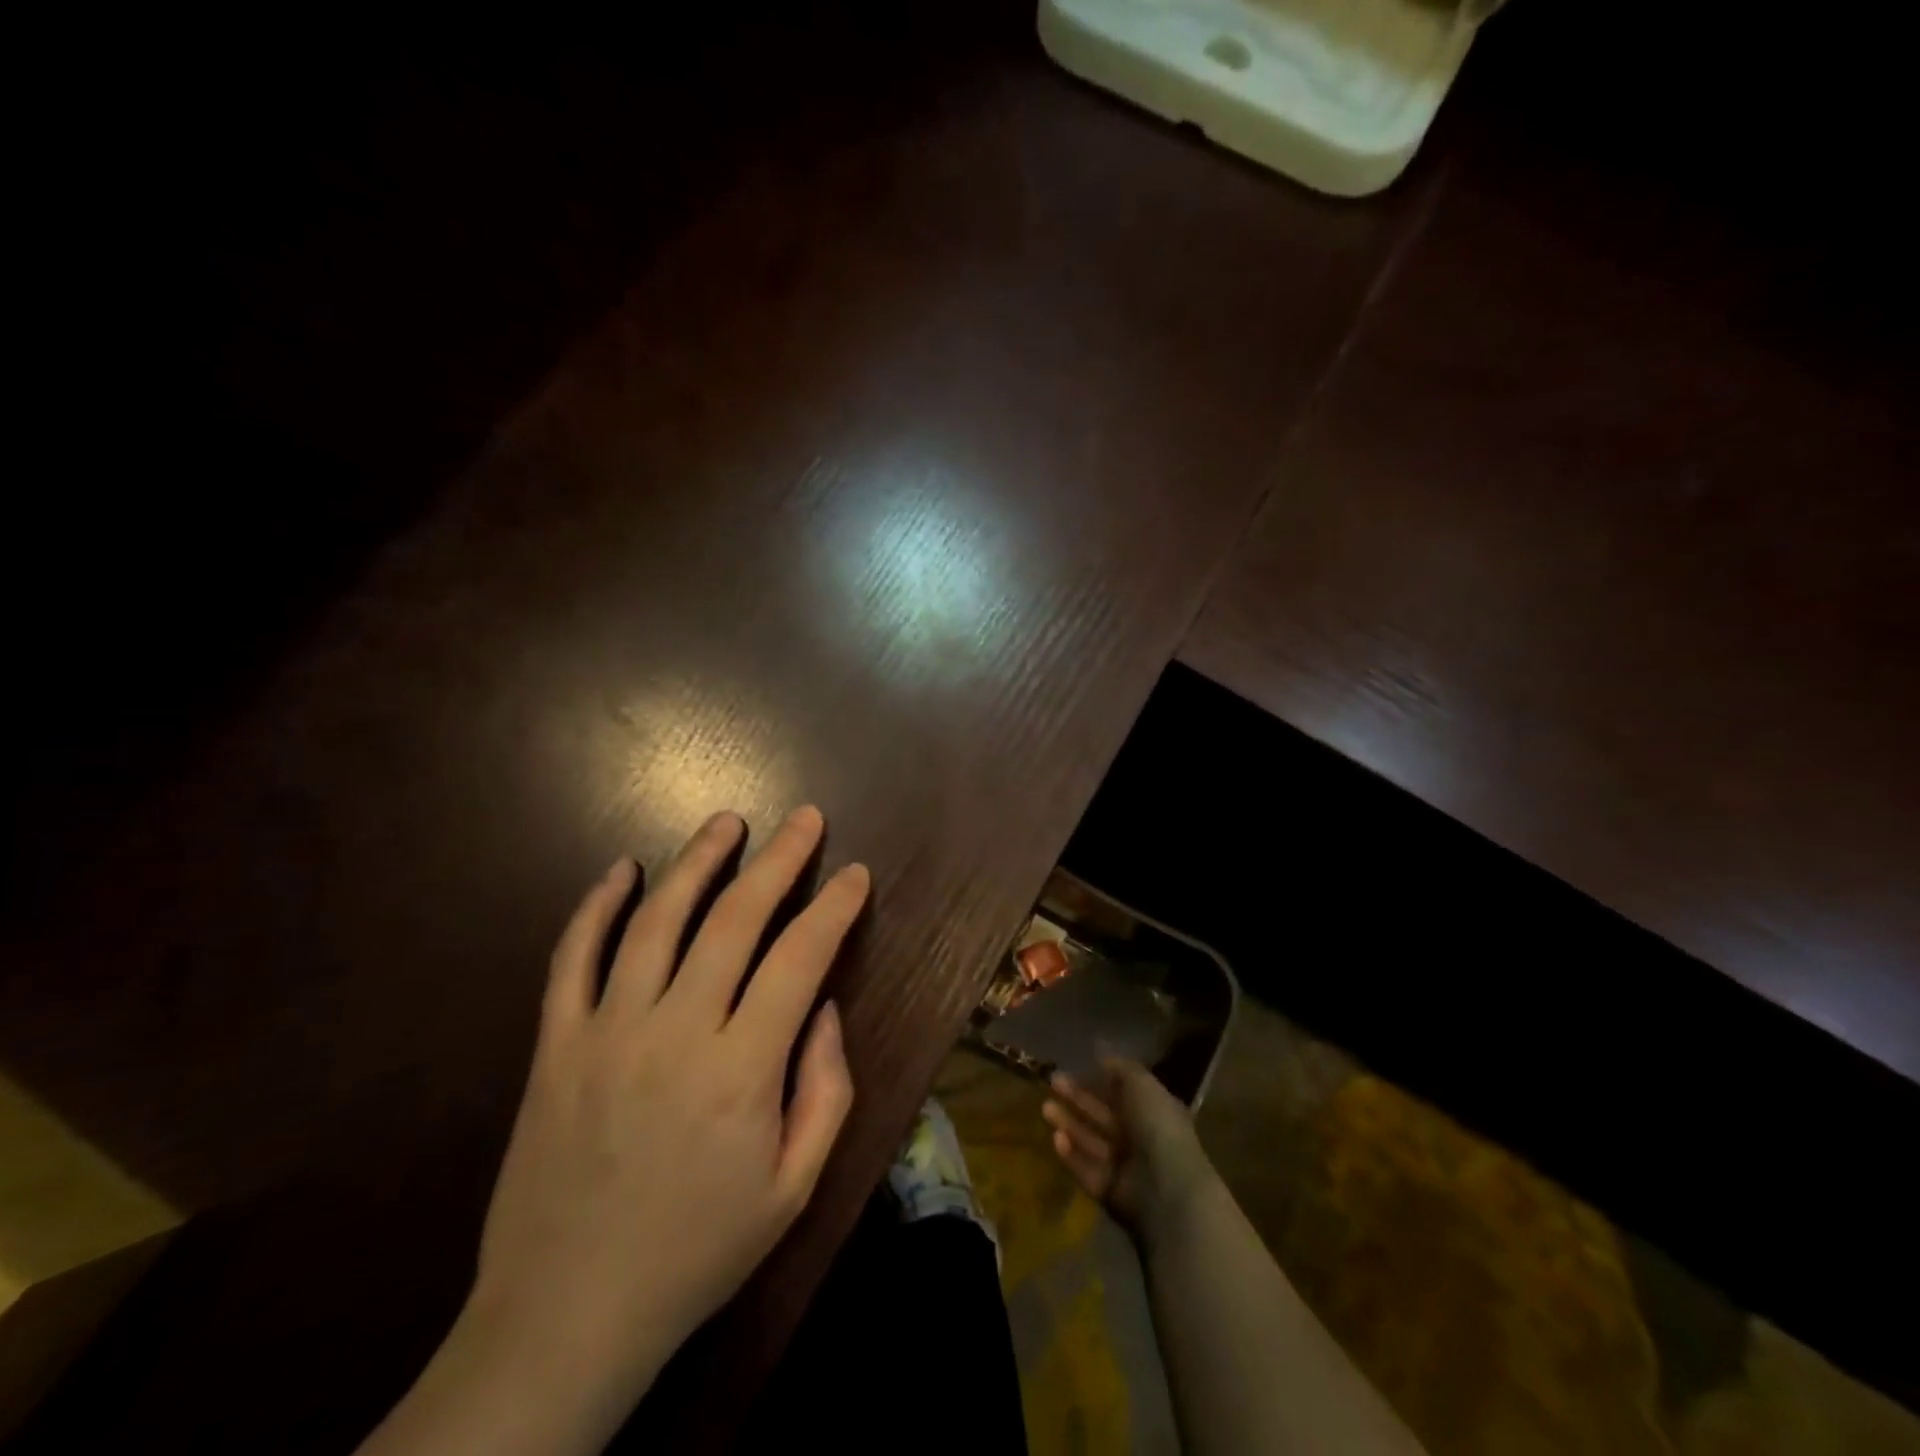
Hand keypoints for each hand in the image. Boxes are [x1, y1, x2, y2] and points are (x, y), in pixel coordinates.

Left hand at [388, 806, 867, 1454]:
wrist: (564, 1318)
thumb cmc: (697, 1252)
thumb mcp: (794, 1189)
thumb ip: (825, 1090)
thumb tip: (823, 1006)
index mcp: (740, 1071)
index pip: (799, 960)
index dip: (833, 908)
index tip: (855, 873)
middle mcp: (675, 1033)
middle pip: (734, 920)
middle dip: (778, 861)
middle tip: (805, 820)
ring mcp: (607, 1032)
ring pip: (655, 921)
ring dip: (697, 863)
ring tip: (728, 823)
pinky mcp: (555, 1046)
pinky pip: (572, 959)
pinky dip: (595, 907)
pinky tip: (621, 870)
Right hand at [1043, 1058, 1218, 1248]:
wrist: (1166, 1187)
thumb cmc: (1157, 1126)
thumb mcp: (1141, 1083)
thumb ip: (1119, 1067)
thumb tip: (1100, 1048)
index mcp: (1153, 1110)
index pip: (1122, 1091)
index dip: (1099, 1078)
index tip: (1074, 1065)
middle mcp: (1139, 1137)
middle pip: (1103, 1115)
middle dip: (1078, 1098)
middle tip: (1052, 1081)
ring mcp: (1124, 1166)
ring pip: (1091, 1140)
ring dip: (1069, 1124)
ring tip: (1045, 1108)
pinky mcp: (1109, 1191)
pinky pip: (1086, 1169)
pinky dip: (1071, 1155)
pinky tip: (1055, 1138)